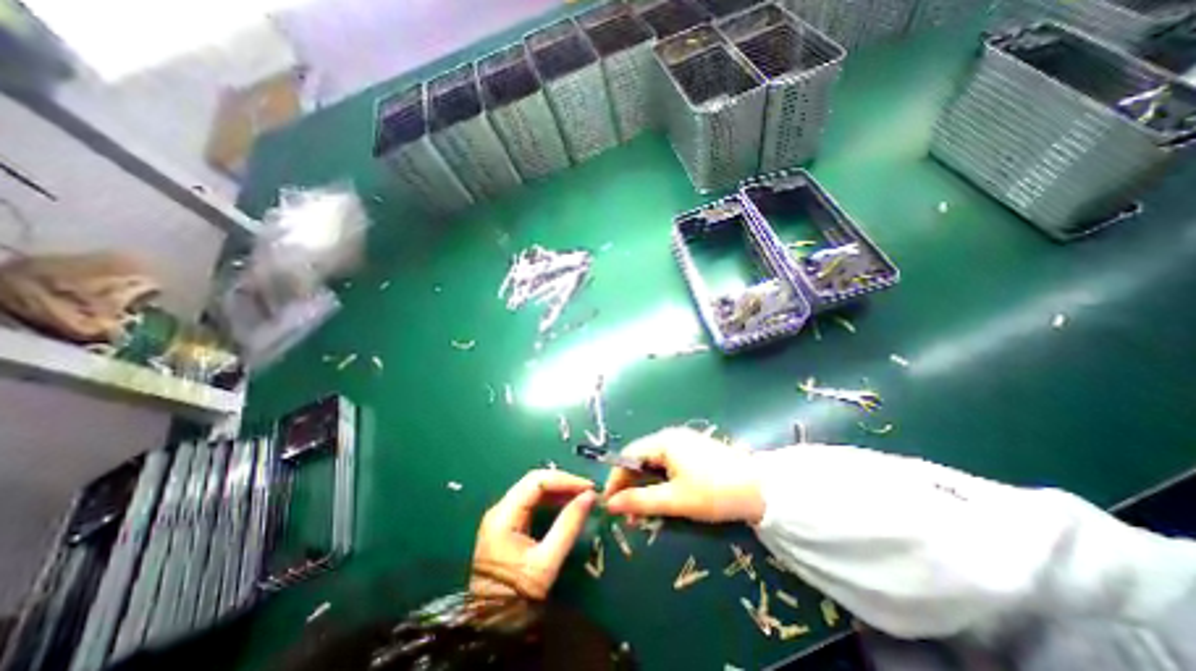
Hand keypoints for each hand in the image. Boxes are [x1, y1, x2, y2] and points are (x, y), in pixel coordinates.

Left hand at [470, 468, 594, 599]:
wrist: (491, 626)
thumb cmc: (517, 596)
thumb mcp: (546, 564)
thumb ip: (568, 526)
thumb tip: (589, 496)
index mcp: (503, 515)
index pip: (537, 481)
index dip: (565, 480)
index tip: (588, 487)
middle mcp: (500, 509)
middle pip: (534, 481)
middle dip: (563, 482)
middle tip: (587, 490)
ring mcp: (502, 515)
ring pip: (533, 489)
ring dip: (559, 489)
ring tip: (581, 496)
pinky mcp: (507, 523)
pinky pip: (532, 501)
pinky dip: (551, 499)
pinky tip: (567, 504)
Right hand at [602, 428, 760, 527]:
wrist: (760, 490)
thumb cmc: (713, 492)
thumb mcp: (674, 500)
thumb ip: (640, 501)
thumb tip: (610, 504)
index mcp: (663, 441)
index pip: (629, 456)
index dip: (616, 479)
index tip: (609, 503)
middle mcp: (670, 437)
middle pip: (641, 458)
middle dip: (630, 484)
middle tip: (626, 512)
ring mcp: (684, 442)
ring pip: (654, 463)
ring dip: (645, 485)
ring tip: (642, 510)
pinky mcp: (695, 451)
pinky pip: (668, 464)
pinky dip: (660, 481)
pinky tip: (662, 498)